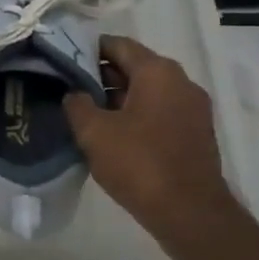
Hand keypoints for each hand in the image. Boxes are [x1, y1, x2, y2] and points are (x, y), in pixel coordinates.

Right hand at [63, 35, 241, 250]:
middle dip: (101, 76)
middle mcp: (181, 82)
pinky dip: (136, 115)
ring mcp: (193, 108)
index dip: (87, 50)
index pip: (117, 45)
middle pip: (133, 66)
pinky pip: (159, 111)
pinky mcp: (195, 133)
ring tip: (86, 114)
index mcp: (158, 72)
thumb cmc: (139, 163)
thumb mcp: (93, 131)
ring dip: (117, 98)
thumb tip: (75, 94)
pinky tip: (112, 135)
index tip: (62, 62)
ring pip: (147, 91)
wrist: (190, 215)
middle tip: (69, 89)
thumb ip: (77, 103)